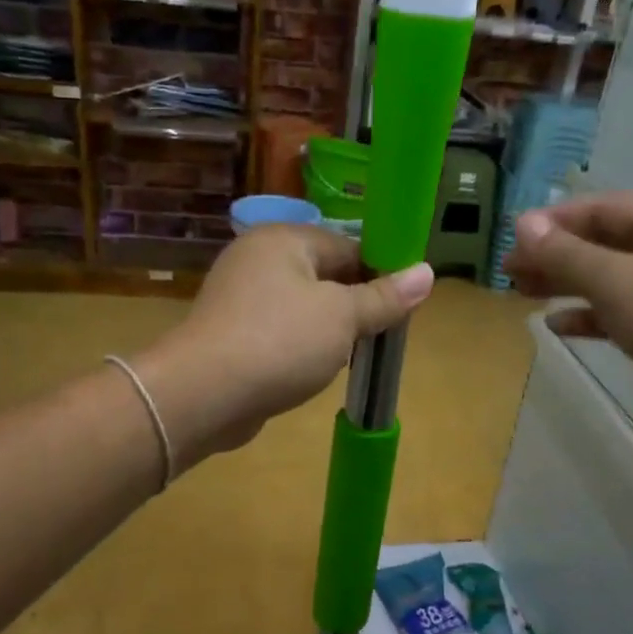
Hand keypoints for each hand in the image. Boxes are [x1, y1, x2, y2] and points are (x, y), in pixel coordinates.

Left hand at [135, 225, 433, 466]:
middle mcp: (257, 259)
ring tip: (350, 356)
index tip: (402, 304)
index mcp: (284, 239)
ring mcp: (238, 298)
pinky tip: (312, 370)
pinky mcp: (230, 334)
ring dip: (327, 329)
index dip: (379, 272)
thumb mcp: (342, 317)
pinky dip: (299, 347)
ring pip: (301, 306)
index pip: (346, 244)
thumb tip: (427, 273)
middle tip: (380, 334)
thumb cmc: (280, 342)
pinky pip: (278, 332)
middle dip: (353, 304)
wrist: (205, 394)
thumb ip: (384, 297)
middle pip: (323, 275)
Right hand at [502, 193, 632, 424]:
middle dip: (553, 256)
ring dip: (564, 285)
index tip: (512, 240)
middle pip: (598, 243)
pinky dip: (587, 316)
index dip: (551, 223)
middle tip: (509, 271)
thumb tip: (522, 224)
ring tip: (521, 293)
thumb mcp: (615, 278)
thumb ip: (566, 253)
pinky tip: (557, 326)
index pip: (597, 210)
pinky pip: (616, 312)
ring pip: (605, 279)